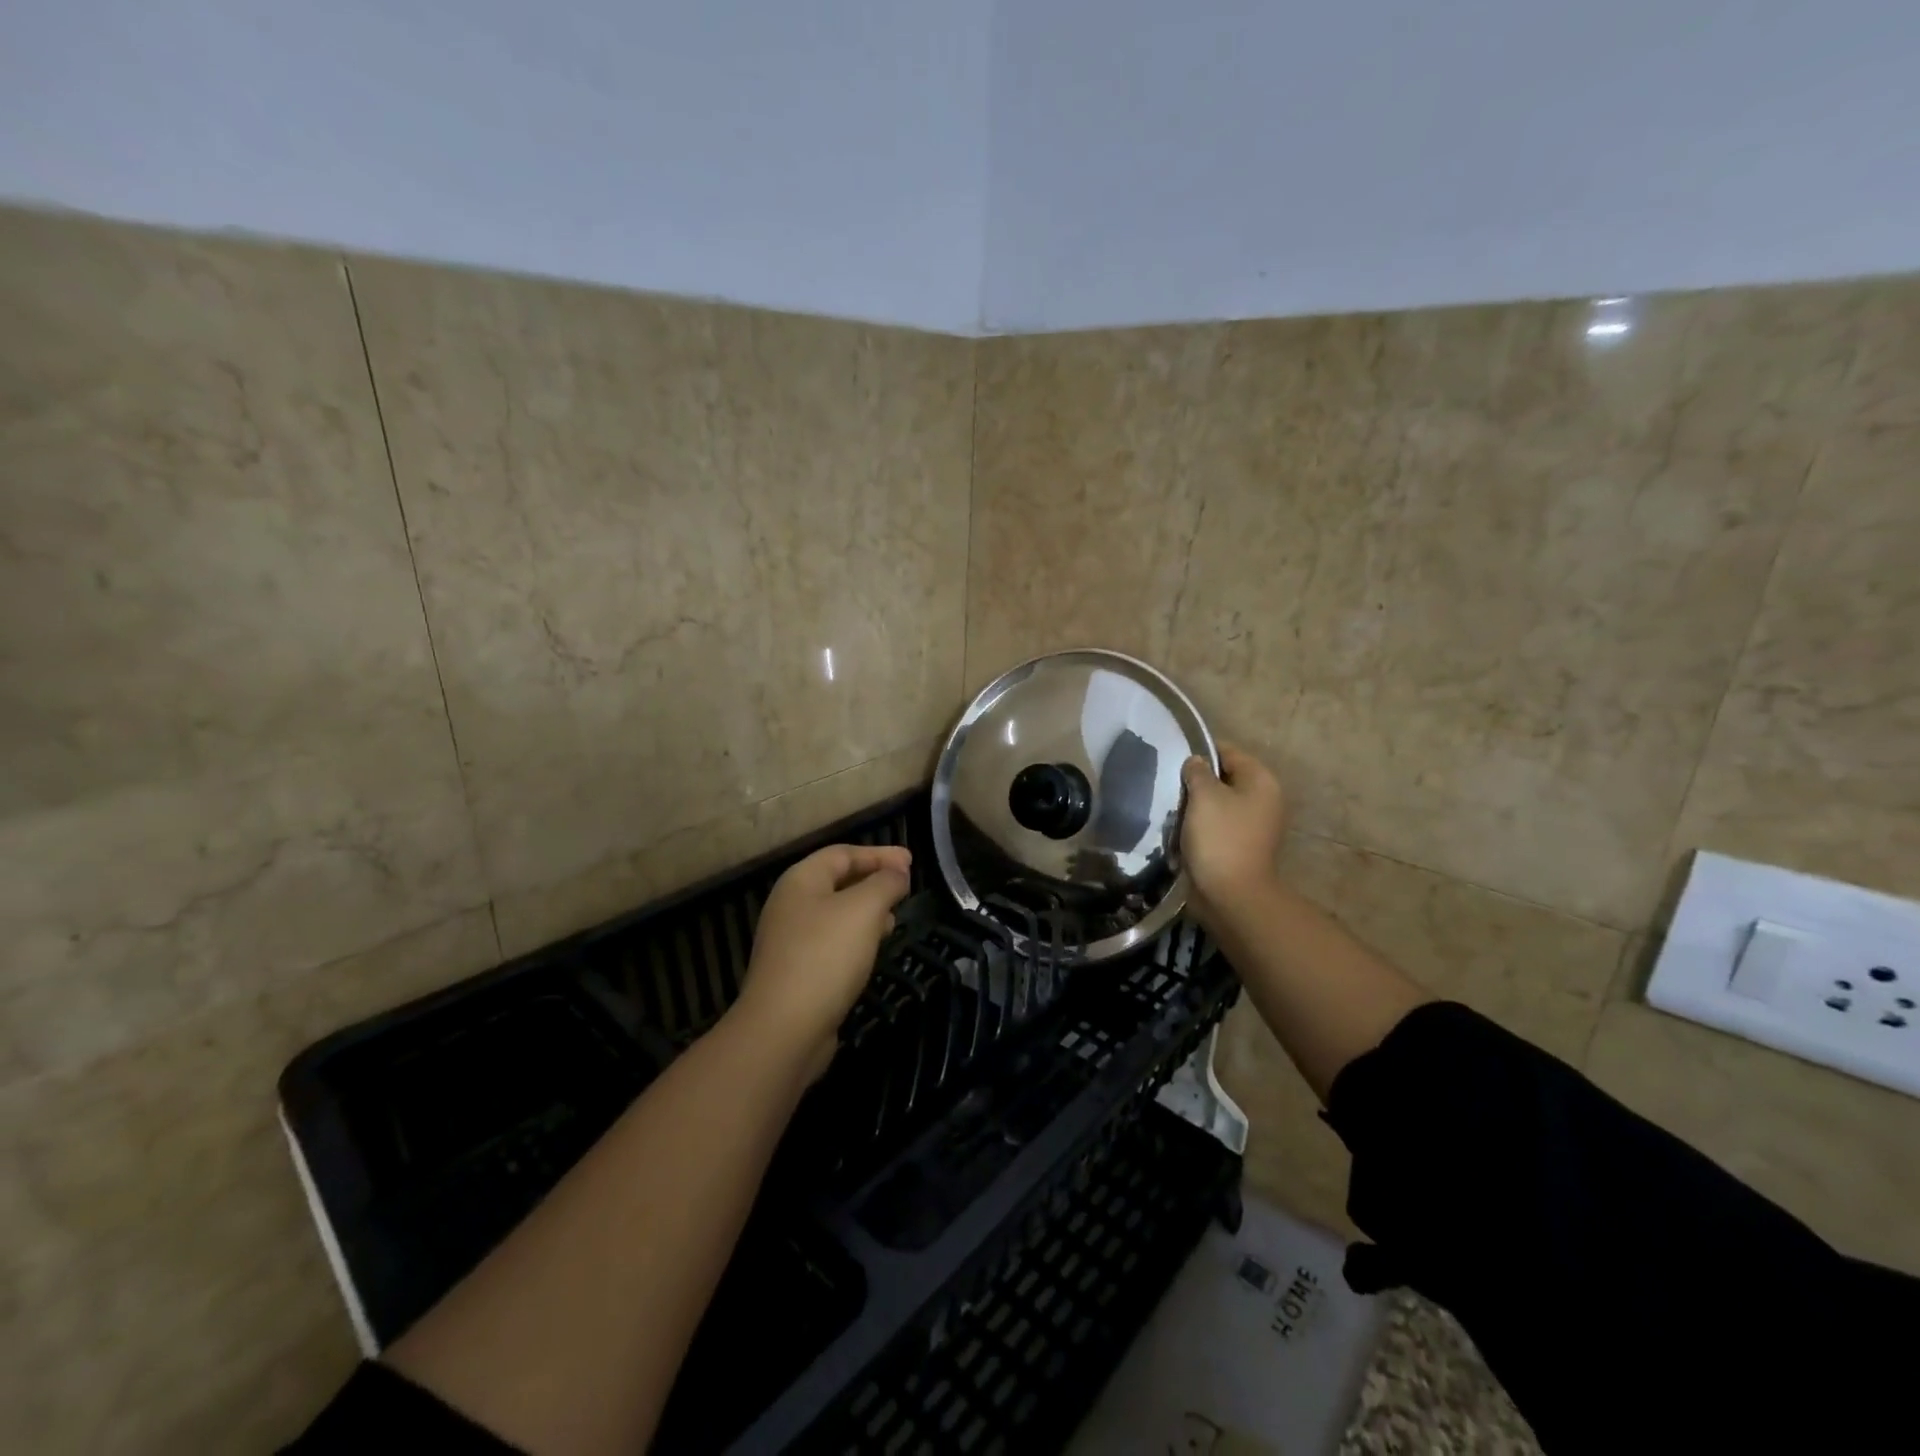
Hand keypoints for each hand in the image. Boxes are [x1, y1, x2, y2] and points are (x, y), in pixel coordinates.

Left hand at [731, 844, 911, 1078]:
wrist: (784, 1028)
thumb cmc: (826, 956)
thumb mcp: (864, 909)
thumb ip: (885, 883)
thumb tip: (898, 873)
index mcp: (800, 881)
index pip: (843, 854)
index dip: (879, 854)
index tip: (911, 861)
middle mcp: (790, 905)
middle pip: (837, 881)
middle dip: (873, 880)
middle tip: (905, 887)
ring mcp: (790, 940)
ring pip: (836, 913)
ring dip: (867, 910)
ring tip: (894, 918)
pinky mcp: (796, 971)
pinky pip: (832, 941)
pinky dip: (856, 937)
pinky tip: (873, 950)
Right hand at [1180, 743, 1287, 928]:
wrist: (1231, 894)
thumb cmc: (1220, 837)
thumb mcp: (1204, 796)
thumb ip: (1197, 771)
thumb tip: (1196, 762)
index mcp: (1261, 781)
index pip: (1228, 752)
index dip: (1200, 751)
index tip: (1173, 757)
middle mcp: (1263, 800)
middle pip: (1223, 778)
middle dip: (1196, 781)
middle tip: (1168, 783)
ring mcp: (1253, 825)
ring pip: (1217, 803)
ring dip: (1195, 805)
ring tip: (1169, 806)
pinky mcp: (1239, 846)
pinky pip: (1216, 826)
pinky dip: (1199, 825)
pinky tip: (1178, 828)